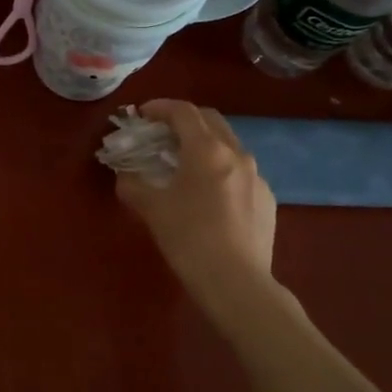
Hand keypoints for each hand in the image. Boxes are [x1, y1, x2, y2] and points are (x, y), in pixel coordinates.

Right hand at [116, 100, 275, 292]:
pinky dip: (221, 169)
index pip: (183, 112)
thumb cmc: (190, 239)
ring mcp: (257, 176)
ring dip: (205, 143)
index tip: (143, 114)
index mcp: (207, 150)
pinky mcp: (267, 199)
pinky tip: (210, 195)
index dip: (160, 107)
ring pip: (229, 145)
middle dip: (185, 120)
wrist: (237, 283)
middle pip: (210, 120)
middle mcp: (237, 154)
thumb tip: (124, 177)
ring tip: (185, 163)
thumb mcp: (152, 210)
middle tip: (162, 133)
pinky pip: (241, 172)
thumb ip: (133, 186)